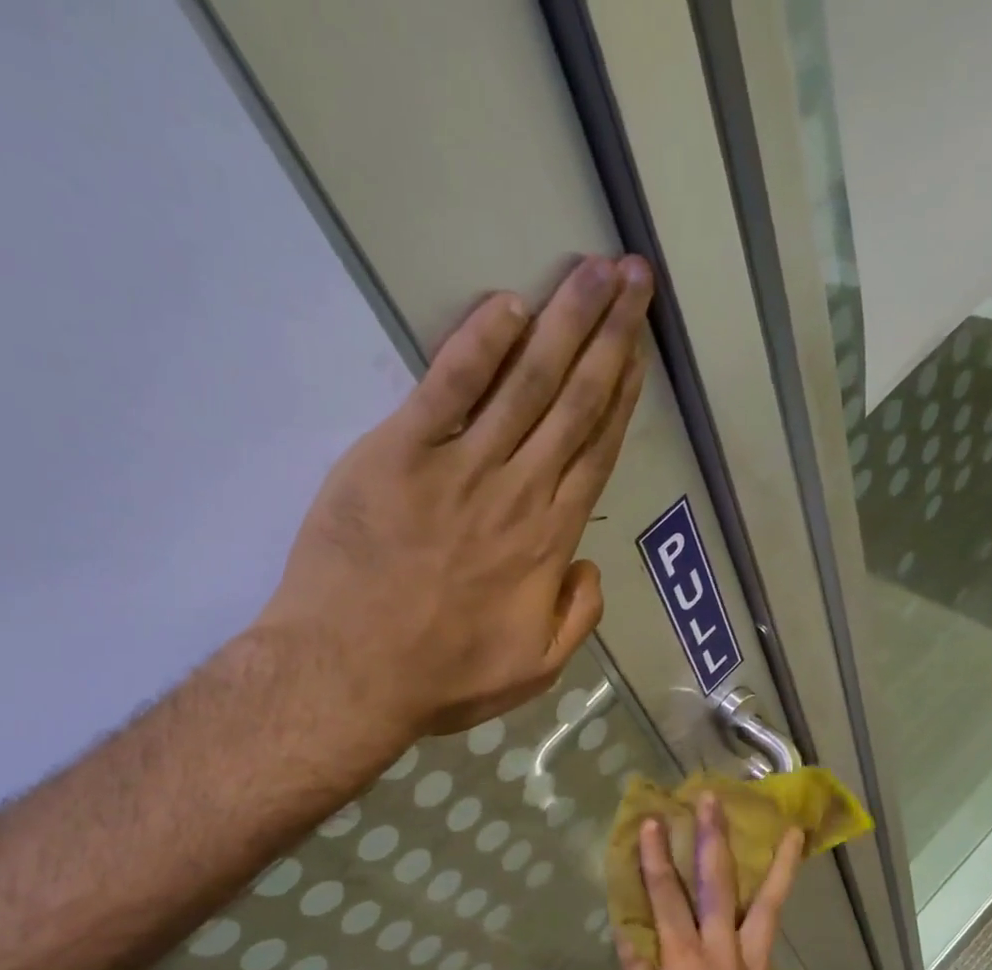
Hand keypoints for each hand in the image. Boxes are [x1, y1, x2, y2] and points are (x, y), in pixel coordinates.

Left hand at [255, 254, 654, 747]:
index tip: (641, 350)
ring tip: (596, 271)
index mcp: (549, 542)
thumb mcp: (536, 670)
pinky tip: (508, 304)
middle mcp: (518, 492)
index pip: (596, 453)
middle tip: (635, 278)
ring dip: (565, 322)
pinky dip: (478, 344)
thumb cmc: (443, 677)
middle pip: (574, 403)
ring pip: (526, 383)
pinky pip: (449, 387)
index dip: (623, 397)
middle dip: (610, 337)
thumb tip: (591, 566)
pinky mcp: (399, 453)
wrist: (350, 674)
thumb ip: (578, 617)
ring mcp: (460, 468)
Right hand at [620, 792, 812, 969]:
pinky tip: (783, 880)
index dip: (655, 859)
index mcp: (684, 967)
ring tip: (789, 828)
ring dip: (773, 862)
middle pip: (717, 886)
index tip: (651, 822)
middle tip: (711, 800)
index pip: (666, 901)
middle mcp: (721, 954)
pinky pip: (773, 928)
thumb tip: (630, 934)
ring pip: (765, 902)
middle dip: (711, 839)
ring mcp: (752, 964)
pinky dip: (780, 899)